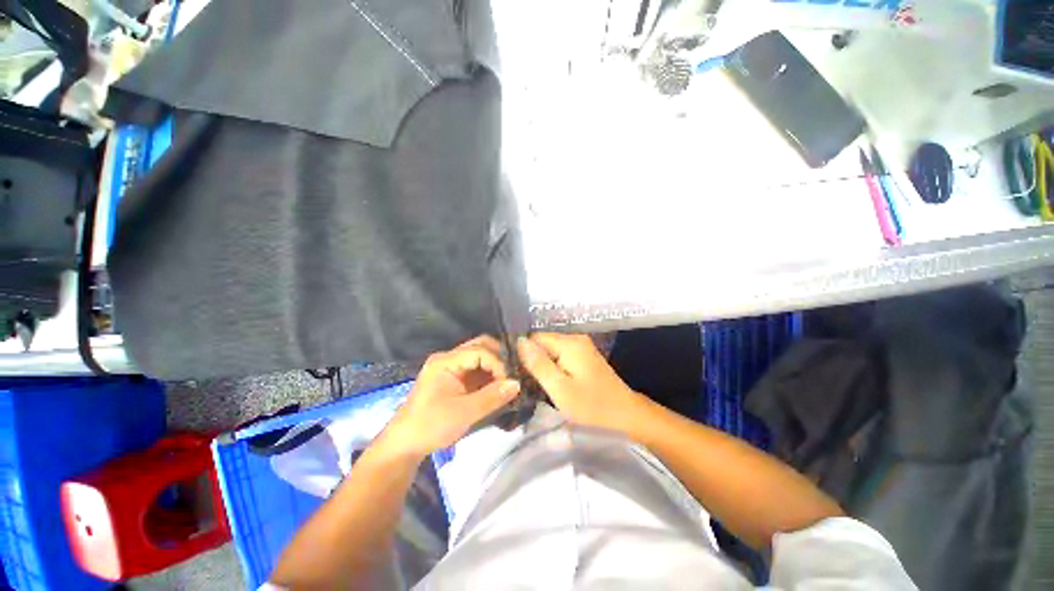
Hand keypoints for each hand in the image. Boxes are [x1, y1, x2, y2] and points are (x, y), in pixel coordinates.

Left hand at [383, 336, 520, 458]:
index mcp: (446, 361)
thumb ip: (492, 397)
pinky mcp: (455, 378)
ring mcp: (452, 367)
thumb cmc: (431, 426)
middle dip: (499, 357)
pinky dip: (490, 374)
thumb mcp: (464, 413)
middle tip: (514, 373)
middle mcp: (449, 358)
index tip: (510, 381)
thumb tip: (517, 384)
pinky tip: (500, 384)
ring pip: (480, 356)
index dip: (498, 362)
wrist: (405, 445)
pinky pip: (477, 369)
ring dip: (496, 365)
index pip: (479, 350)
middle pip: (480, 346)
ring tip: (511, 378)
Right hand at [518, 333, 647, 433]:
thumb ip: (538, 364)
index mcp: (569, 343)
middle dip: (530, 358)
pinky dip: (550, 367)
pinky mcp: (583, 358)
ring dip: (539, 364)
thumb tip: (518, 341)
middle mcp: (575, 339)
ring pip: (549, 350)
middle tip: (519, 379)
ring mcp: (580, 348)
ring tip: (528, 381)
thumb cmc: (593, 407)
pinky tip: (544, 381)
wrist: (627, 418)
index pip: (534, 337)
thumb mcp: (560, 389)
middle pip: (542, 342)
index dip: (521, 350)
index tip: (510, 368)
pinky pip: (559, 356)